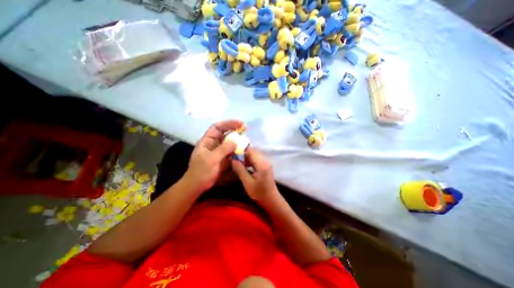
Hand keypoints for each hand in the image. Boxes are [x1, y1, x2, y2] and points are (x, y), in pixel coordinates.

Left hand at [182, 119, 244, 193]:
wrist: (198, 185)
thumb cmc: (201, 171)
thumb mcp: (211, 159)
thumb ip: (223, 149)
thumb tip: (235, 140)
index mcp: (207, 140)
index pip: (217, 127)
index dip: (228, 123)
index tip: (239, 123)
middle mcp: (214, 143)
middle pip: (225, 133)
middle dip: (235, 130)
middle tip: (246, 129)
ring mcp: (219, 150)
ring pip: (230, 141)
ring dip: (237, 139)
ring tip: (246, 139)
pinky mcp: (224, 157)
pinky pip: (232, 150)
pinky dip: (238, 149)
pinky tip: (243, 149)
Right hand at [231, 148, 276, 202]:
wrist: (270, 198)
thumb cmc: (259, 192)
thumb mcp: (247, 183)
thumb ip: (240, 170)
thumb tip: (233, 160)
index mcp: (262, 164)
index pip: (251, 151)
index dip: (241, 151)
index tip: (232, 154)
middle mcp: (265, 160)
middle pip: (253, 151)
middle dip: (243, 153)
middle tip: (235, 159)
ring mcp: (266, 162)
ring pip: (254, 154)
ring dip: (246, 156)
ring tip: (239, 163)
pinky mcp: (265, 164)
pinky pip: (256, 158)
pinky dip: (250, 159)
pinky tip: (245, 165)